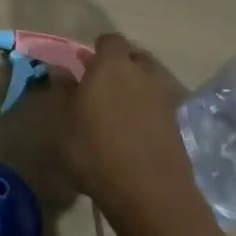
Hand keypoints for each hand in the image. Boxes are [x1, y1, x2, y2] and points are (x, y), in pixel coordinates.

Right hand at [52, 34, 202, 230]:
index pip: (110, 40)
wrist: (150, 195)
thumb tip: (58, 70)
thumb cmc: (96, 151)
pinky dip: (148, 110)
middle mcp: (142, 74)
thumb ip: (62, 92)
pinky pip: (159, 105)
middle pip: (134, 57)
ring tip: (118, 108)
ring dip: (136, 87)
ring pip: (150, 80)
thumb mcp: (64, 122)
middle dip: (120, 65)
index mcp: (112, 65)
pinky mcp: (177, 125)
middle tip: (101, 84)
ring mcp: (164, 99)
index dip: (97, 50)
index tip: (84, 66)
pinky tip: (133, 131)